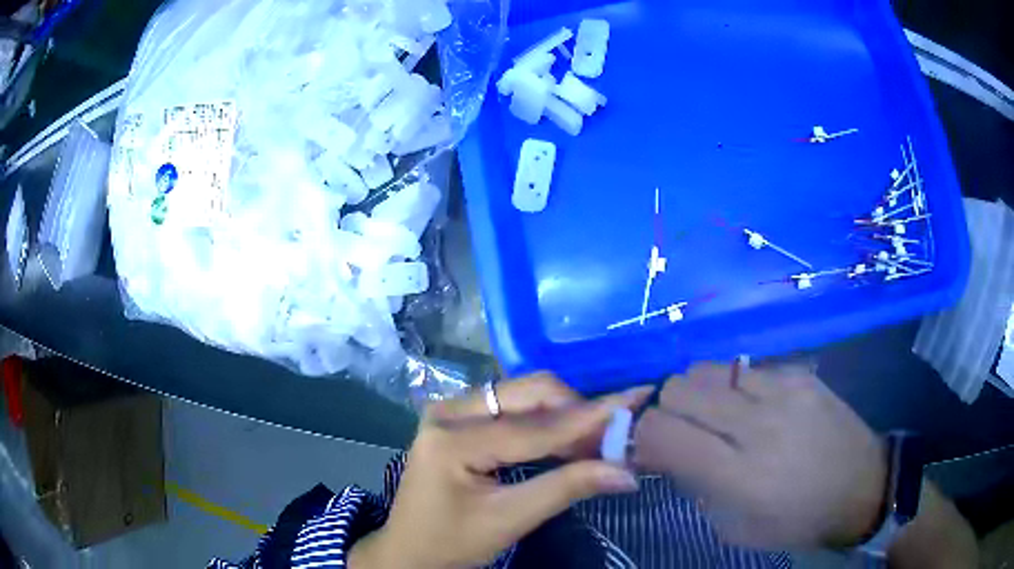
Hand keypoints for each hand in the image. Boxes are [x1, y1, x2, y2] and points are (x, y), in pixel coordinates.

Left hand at [350, 374, 651, 568]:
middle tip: (612, 438)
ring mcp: (450, 411)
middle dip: (575, 412)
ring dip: (562, 415)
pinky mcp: (456, 419)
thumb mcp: (509, 520)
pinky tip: (564, 440)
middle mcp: (449, 411)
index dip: (590, 416)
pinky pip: (510, 407)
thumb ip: (566, 489)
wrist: (409, 550)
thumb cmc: (452, 542)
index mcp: (453, 440)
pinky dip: (543, 421)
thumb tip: (626, 472)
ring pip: (522, 395)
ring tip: (595, 442)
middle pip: (528, 393)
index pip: (535, 426)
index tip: (636, 399)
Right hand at [634, 363, 886, 549]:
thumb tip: (666, 453)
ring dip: (699, 392)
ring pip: (709, 369)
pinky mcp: (800, 375)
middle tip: (681, 429)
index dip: (642, 435)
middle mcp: (756, 426)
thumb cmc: (796, 521)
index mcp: (738, 476)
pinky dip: (733, 386)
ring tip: (714, 413)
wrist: (860, 486)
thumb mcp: (735, 528)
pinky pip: (745, 368)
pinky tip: (750, 405)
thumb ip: (696, 488)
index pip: (663, 433)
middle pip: (680, 388)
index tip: (647, 447)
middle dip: (667, 409)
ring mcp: (782, 392)